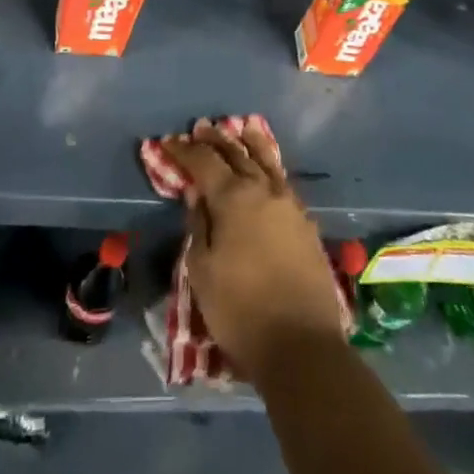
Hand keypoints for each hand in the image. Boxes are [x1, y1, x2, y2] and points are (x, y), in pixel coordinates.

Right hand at [164, 121, 344, 378]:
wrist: (301, 345)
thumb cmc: (240, 310)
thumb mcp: (202, 270)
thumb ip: (199, 225)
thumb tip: (198, 195)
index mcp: (234, 198)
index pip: (204, 162)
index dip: (184, 150)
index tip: (168, 142)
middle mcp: (264, 191)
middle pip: (237, 154)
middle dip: (217, 140)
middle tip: (202, 127)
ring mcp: (289, 205)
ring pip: (267, 162)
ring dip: (250, 144)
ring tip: (242, 128)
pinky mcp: (305, 223)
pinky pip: (283, 181)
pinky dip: (271, 166)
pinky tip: (267, 167)